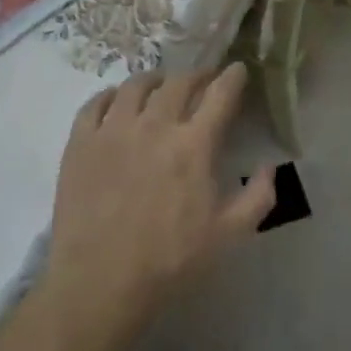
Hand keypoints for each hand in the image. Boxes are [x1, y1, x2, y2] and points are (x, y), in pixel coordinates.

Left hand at [43, 65, 275, 334]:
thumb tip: (270, 166)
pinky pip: (95, 103)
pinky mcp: (80, 142)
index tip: (238, 69)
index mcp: (193, 145)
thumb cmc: (169, 261)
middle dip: (196, 75)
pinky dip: (110, 95)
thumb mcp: (228, 236)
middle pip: (178, 83)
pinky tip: (116, 101)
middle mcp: (154, 125)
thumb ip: (258, 197)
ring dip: (154, 80)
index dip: (232, 77)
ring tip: (160, 85)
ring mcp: (113, 130)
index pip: (219, 95)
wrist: (100, 282)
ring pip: (135, 85)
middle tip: (202, 79)